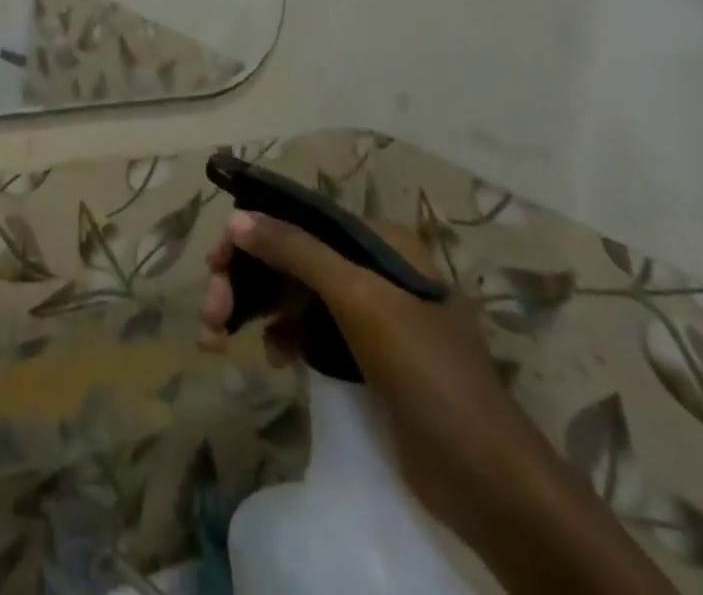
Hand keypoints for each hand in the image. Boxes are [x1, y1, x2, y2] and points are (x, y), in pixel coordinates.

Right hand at [200, 212, 549, 549]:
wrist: (492, 484)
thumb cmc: (427, 373)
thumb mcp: (359, 299)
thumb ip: (296, 250)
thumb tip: (236, 217)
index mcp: (379, 243)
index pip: (298, 219)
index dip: (251, 234)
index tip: (215, 263)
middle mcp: (373, 270)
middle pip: (289, 257)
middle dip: (244, 281)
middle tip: (210, 312)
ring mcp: (371, 317)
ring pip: (293, 295)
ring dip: (253, 310)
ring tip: (218, 338)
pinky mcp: (367, 359)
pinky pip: (308, 331)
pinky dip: (281, 338)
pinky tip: (273, 358)